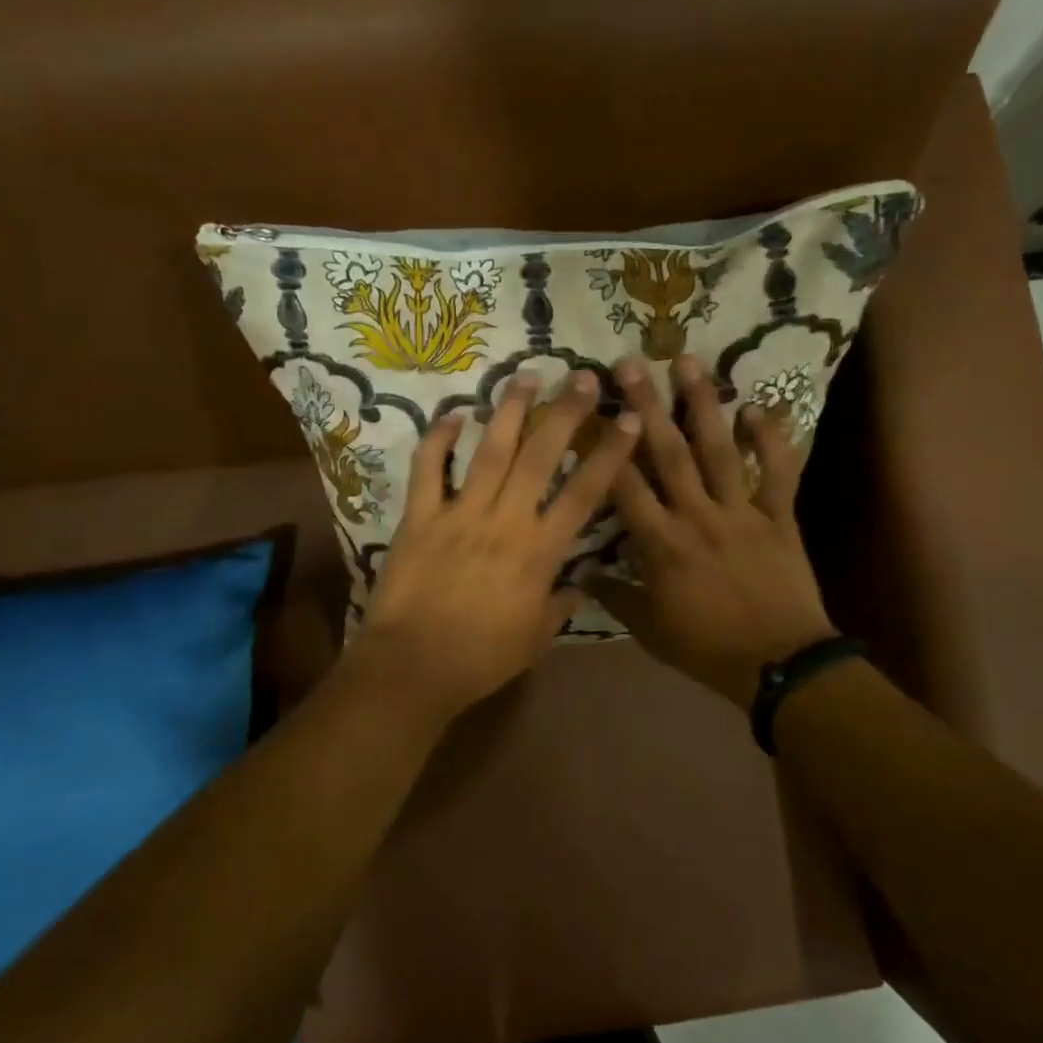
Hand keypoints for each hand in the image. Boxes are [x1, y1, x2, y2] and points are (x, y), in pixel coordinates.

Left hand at [344, 370, 639, 727]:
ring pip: (490, 451)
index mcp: (539, 551)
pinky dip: (439, 439)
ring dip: (510, 410)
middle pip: (541, 456)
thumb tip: (579, 584)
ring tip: (526, 376)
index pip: (585, 493)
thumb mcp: (535, 638)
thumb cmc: (481, 657)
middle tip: (582, 377)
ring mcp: (460, 513)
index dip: (610, 454)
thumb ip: (560, 604)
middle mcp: (505, 520)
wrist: (414, 666)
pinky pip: (429, 469)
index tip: (628, 420)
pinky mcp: (420, 516)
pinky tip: (454, 414)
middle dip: (565, 412)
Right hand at [587, 355, 836, 709]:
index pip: (624, 486)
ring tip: (689, 362)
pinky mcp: (778, 516)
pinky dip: (772, 439)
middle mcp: (697, 516)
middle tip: (630, 363)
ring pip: (719, 450)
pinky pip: (778, 472)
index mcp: (661, 543)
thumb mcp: (650, 629)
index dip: (604, 447)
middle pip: (667, 453)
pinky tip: (757, 407)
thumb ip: (614, 595)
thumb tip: (580, 571)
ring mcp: (741, 512)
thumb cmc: (707, 648)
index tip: (588, 411)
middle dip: (646, 405)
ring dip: (703, 404)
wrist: (779, 665)